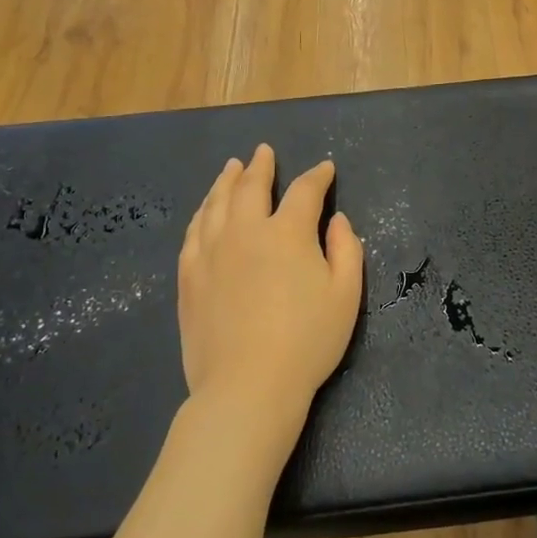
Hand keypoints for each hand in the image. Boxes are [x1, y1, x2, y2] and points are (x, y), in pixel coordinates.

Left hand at [177, 145, 363, 474]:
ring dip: (226, 180)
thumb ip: (347, 250)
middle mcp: (245, 230)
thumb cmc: (307, 342)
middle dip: (261, 165)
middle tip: (264, 151)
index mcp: (288, 232)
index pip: (305, 191)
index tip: (325, 169)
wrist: (247, 385)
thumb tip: (338, 221)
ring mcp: (211, 251)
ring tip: (231, 167)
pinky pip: (193, 232)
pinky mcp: (189, 275)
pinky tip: (205, 210)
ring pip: (216, 203)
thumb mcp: (346, 296)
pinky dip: (202, 213)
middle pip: (250, 186)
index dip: (318, 176)